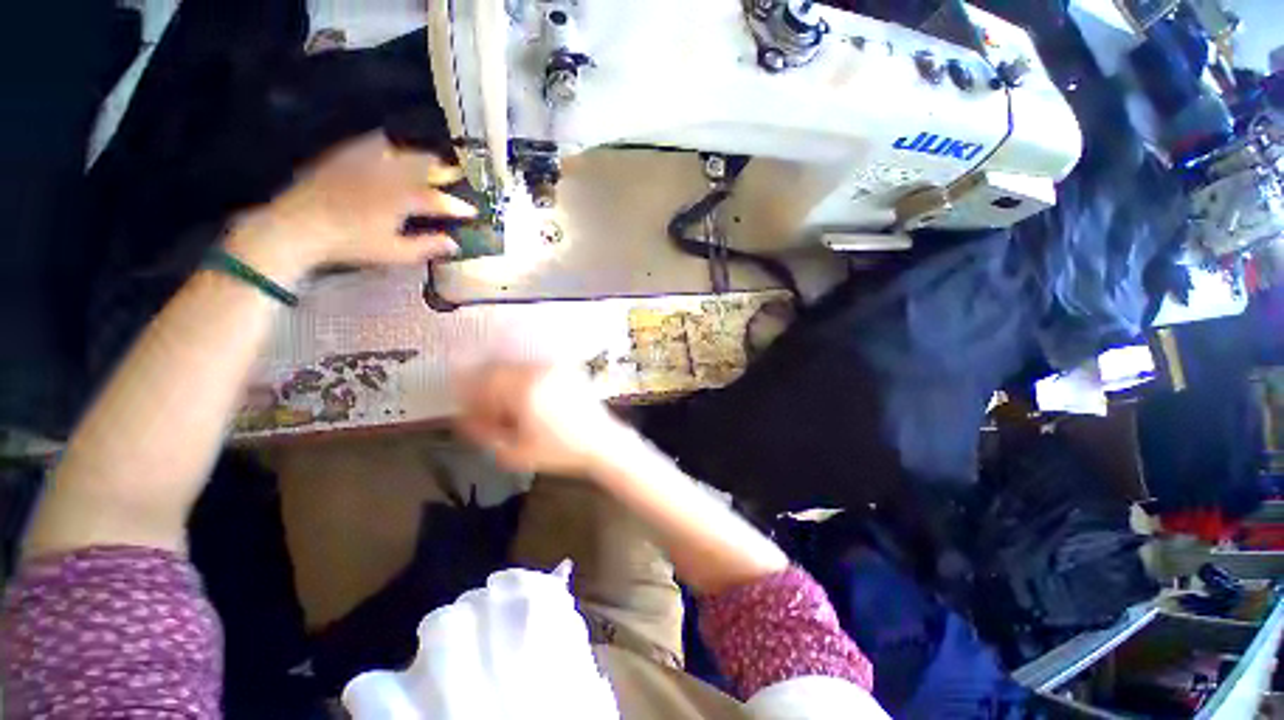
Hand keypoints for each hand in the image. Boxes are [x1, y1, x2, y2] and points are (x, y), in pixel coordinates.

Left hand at [226, 132, 476, 277]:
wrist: (298, 226)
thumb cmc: (350, 243)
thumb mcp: (393, 252)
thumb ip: (426, 247)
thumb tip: (453, 244)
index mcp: (399, 199)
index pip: (437, 201)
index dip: (457, 206)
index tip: (473, 211)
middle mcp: (386, 174)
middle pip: (421, 166)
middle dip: (442, 169)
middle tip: (457, 172)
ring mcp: (364, 162)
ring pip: (399, 151)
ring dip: (417, 155)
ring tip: (428, 159)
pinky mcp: (344, 157)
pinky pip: (370, 144)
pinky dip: (387, 146)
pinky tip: (389, 148)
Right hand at [455, 363, 629, 475]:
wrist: (602, 442)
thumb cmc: (559, 451)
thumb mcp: (515, 452)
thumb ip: (483, 433)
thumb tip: (462, 418)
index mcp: (524, 389)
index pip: (485, 380)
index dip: (471, 394)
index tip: (470, 411)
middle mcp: (539, 371)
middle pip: (499, 370)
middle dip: (487, 389)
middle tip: (488, 412)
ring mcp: (555, 368)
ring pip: (517, 369)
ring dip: (505, 385)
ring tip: (510, 410)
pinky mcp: (567, 369)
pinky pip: (535, 370)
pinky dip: (524, 381)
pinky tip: (528, 402)